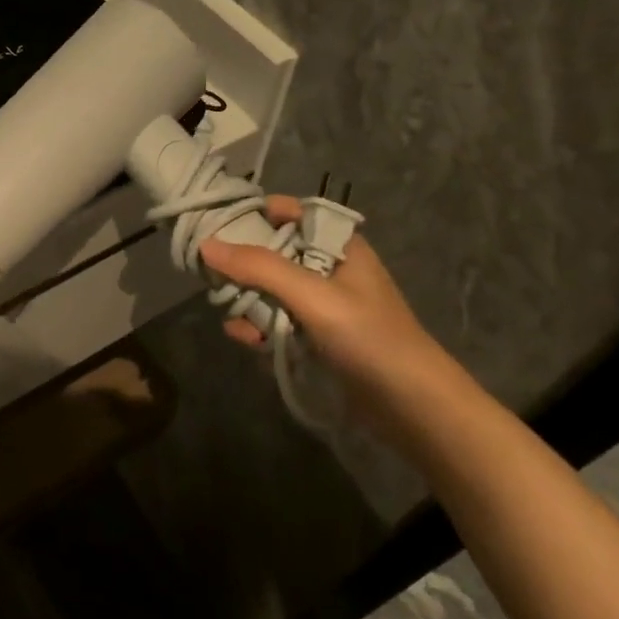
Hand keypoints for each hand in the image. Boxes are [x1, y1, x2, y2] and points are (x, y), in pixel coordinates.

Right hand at [199, 197, 455, 403]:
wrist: (412, 405)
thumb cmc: (367, 337)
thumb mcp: (312, 296)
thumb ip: (260, 268)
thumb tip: (206, 245)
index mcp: (339, 245)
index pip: (292, 213)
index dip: (257, 214)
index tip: (218, 225)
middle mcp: (330, 268)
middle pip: (275, 252)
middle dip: (244, 265)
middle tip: (212, 275)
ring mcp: (324, 305)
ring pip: (272, 290)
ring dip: (249, 300)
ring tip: (230, 314)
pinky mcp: (318, 337)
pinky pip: (279, 321)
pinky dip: (260, 327)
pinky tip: (246, 338)